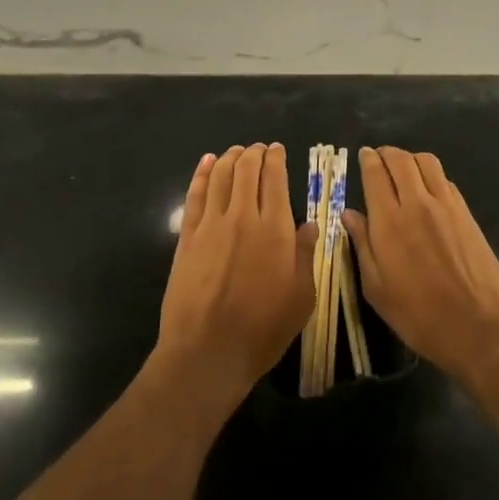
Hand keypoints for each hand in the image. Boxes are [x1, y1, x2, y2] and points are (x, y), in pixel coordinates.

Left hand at [157, 145, 314, 413]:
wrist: (208, 350)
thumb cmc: (263, 328)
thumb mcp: (301, 297)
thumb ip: (305, 255)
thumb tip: (310, 225)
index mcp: (275, 228)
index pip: (275, 179)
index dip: (276, 159)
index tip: (278, 150)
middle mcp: (243, 216)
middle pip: (247, 170)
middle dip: (254, 153)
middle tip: (259, 148)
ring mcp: (211, 224)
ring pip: (221, 176)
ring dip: (230, 158)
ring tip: (236, 151)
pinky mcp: (188, 236)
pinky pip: (196, 195)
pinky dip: (202, 174)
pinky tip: (207, 163)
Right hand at [344, 147, 498, 384]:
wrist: (478, 327)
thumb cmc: (419, 315)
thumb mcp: (376, 288)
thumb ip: (362, 245)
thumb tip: (349, 214)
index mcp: (389, 221)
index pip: (376, 173)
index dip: (368, 159)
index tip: (363, 155)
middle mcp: (417, 203)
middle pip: (401, 159)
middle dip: (387, 153)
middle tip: (379, 157)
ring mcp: (446, 206)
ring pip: (427, 162)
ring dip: (411, 158)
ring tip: (403, 169)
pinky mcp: (466, 213)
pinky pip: (445, 180)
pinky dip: (432, 175)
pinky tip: (428, 190)